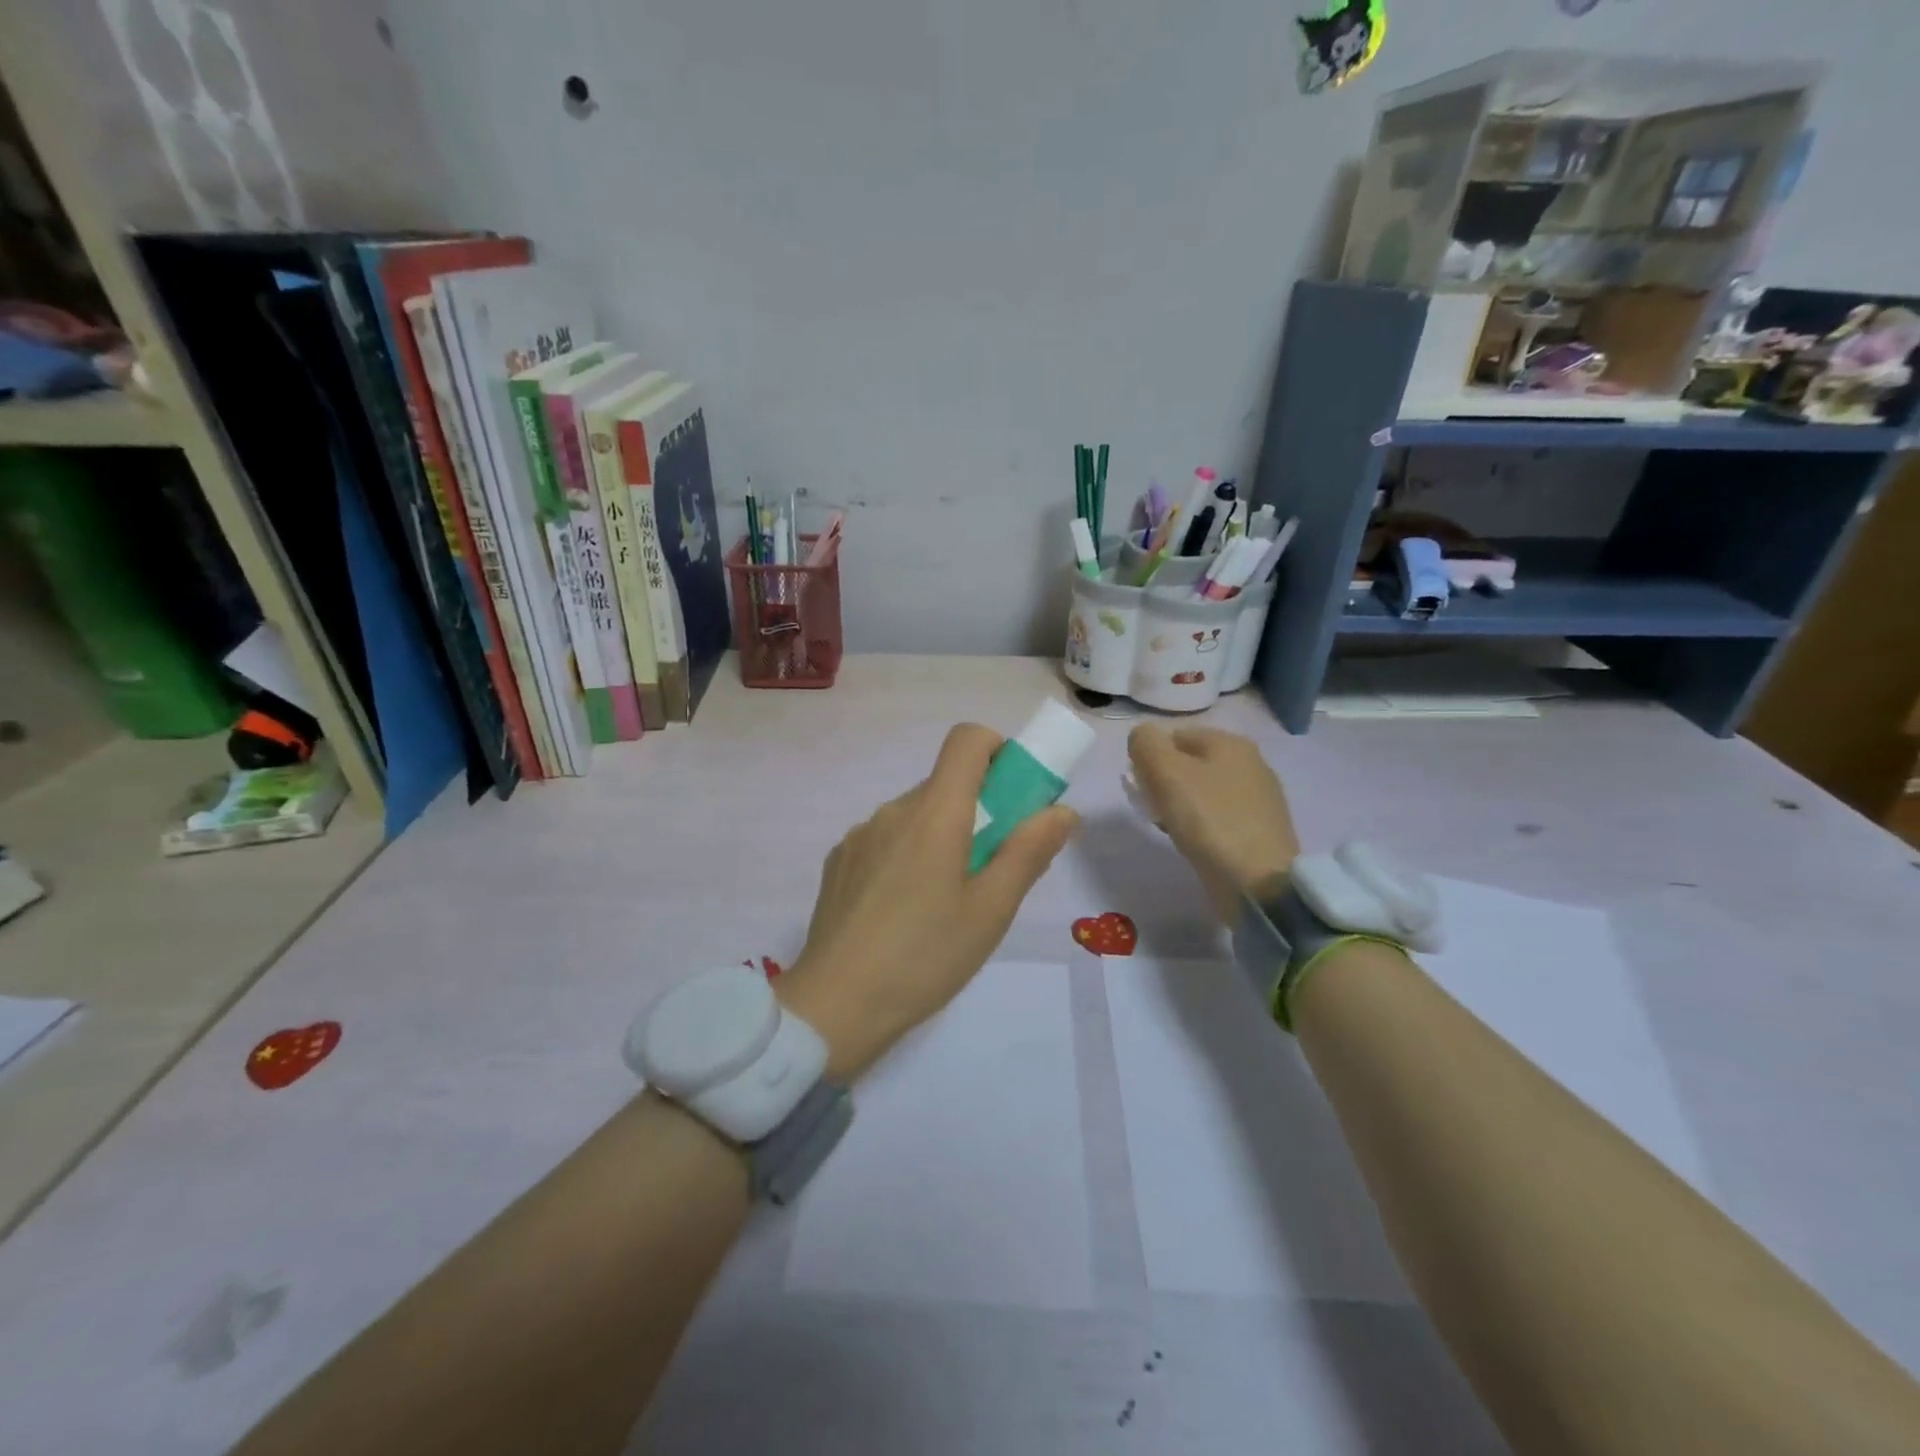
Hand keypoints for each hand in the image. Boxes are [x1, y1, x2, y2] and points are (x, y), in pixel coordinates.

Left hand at [779, 724, 1077, 1079]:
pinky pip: (885, 840)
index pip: (967, 739)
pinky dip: (906, 856)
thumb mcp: (991, 910)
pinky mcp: (839, 861)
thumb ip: (1029, 852)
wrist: (834, 1005)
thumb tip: (1061, 811)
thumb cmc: (925, 956)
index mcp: (935, 812)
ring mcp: (860, 835)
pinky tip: (902, 912)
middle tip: (990, 870)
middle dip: (977, 810)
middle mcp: (893, 810)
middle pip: (944, 784)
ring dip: (940, 837)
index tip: (1013, 794)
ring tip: (944, 903)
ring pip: (915, 816)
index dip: (997, 751)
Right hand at [1127, 725, 1299, 922]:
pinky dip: (1202, 824)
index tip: (1141, 786)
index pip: (1175, 735)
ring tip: (1170, 827)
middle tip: (1152, 808)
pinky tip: (1195, 842)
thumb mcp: (1165, 771)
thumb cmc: (1208, 819)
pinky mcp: (1262, 830)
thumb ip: (1145, 743)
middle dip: (1165, 782)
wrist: (1257, 882)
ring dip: (1181, 804)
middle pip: (1191, 763)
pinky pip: (1219, 816)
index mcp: (1230, 742)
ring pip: (1204, 791)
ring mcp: (1260, 798)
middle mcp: (1251, 763)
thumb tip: (1142, 736)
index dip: (1151, 757)